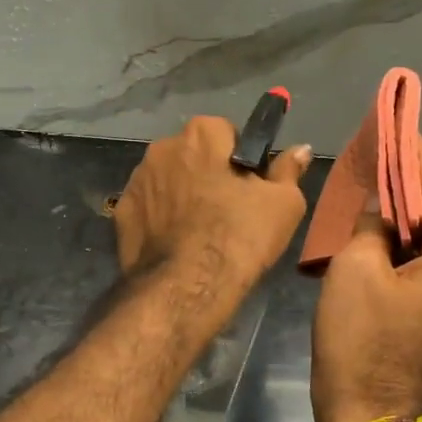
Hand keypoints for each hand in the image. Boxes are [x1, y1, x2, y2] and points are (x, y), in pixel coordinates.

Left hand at [115, 116, 311, 299]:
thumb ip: (289, 170)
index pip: (226, 132)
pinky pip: (148, 208)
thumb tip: (300, 149)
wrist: (186, 288)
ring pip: (168, 180)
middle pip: (194, 155)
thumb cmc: (240, 237)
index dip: (240, 160)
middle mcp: (162, 147)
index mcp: (202, 134)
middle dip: (207, 174)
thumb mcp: (283, 204)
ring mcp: (136, 180)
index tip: (249, 187)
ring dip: (181, 195)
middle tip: (227, 211)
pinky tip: (175, 244)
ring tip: (199, 232)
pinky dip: (159, 219)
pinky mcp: (121, 213)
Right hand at [311, 138, 421, 421]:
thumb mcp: (356, 266)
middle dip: (409, 188)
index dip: (415, 158)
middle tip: (380, 152)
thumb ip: (372, 224)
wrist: (363, 413)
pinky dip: (403, 248)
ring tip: (375, 184)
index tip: (400, 125)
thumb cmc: (359, 337)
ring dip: (404, 219)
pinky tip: (378, 231)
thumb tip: (381, 211)